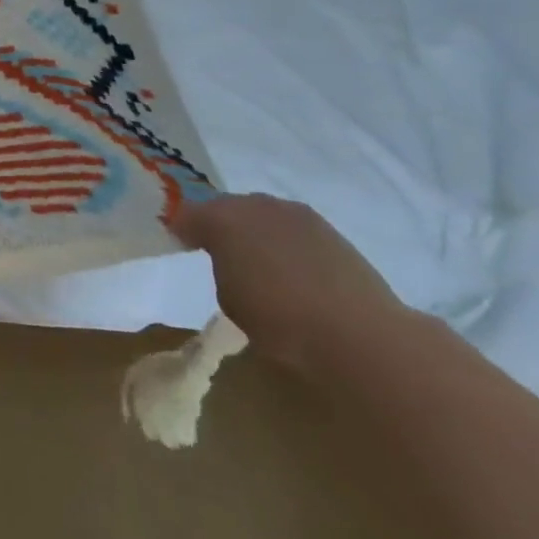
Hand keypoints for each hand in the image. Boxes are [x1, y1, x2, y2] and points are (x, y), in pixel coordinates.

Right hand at [171, 193, 406, 376]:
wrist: (358, 333)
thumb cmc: (279, 319)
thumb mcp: (229, 296)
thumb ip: (222, 267)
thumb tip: (229, 259)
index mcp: (222, 218)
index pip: (189, 215)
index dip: (182, 229)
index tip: (180, 244)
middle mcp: (256, 205)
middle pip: (227, 207)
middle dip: (220, 224)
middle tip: (217, 249)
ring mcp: (296, 214)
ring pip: (262, 214)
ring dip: (255, 230)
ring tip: (257, 258)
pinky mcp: (329, 230)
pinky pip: (291, 228)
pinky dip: (284, 240)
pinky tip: (290, 266)